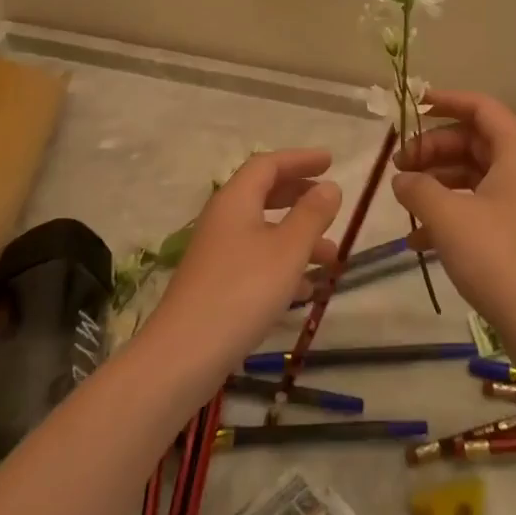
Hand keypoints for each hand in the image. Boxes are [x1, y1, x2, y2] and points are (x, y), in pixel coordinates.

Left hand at [146, 150, 341, 377]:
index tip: (330, 161)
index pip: (268, 164)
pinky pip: (256, 260)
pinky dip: (283, 265)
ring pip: (263, 231)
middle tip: (330, 201)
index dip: (300, 159)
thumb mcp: (287, 250)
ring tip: (331, 258)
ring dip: (298, 237)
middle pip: (264, 193)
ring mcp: (217, 252)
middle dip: (299, 195)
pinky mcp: (216, 284)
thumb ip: (312, 215)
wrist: (184, 355)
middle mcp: (223, 218)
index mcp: (236, 199)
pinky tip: (305, 291)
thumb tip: (330, 186)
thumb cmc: (242, 291)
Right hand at [392, 90, 515, 353]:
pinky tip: (418, 238)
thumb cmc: (499, 258)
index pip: (481, 108)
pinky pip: (479, 206)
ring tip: (404, 197)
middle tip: (399, 164)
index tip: (412, 106)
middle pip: (474, 140)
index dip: (446, 101)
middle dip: (433, 148)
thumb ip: (418, 188)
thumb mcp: (448, 217)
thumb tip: (402, 179)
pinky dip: (449, 212)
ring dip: (437, 180)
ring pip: (474, 174)